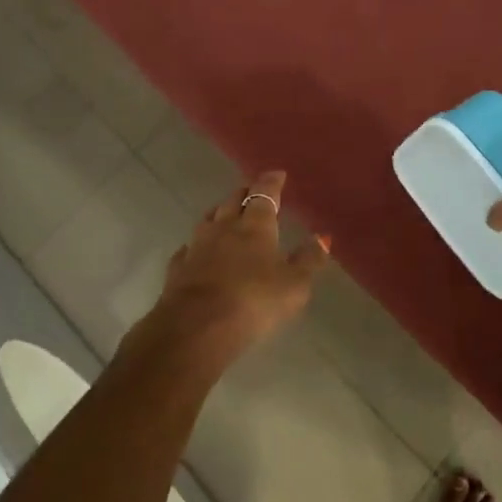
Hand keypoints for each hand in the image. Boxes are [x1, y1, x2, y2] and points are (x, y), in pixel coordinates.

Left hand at [135, 171, 329, 371]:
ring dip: (220, 213)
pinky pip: (187, 249)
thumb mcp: (294, 284)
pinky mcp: (178, 269)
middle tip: (253, 191)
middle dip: (245, 193)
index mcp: (256, 225)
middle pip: (234, 201)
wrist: (196, 327)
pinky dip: (195, 246)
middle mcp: (225, 227)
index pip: (264, 194)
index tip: (277, 174)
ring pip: (209, 220)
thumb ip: (309, 260)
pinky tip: (195, 251)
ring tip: (226, 213)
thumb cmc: (254, 300)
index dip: (271, 182)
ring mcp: (198, 247)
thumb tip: (323, 237)